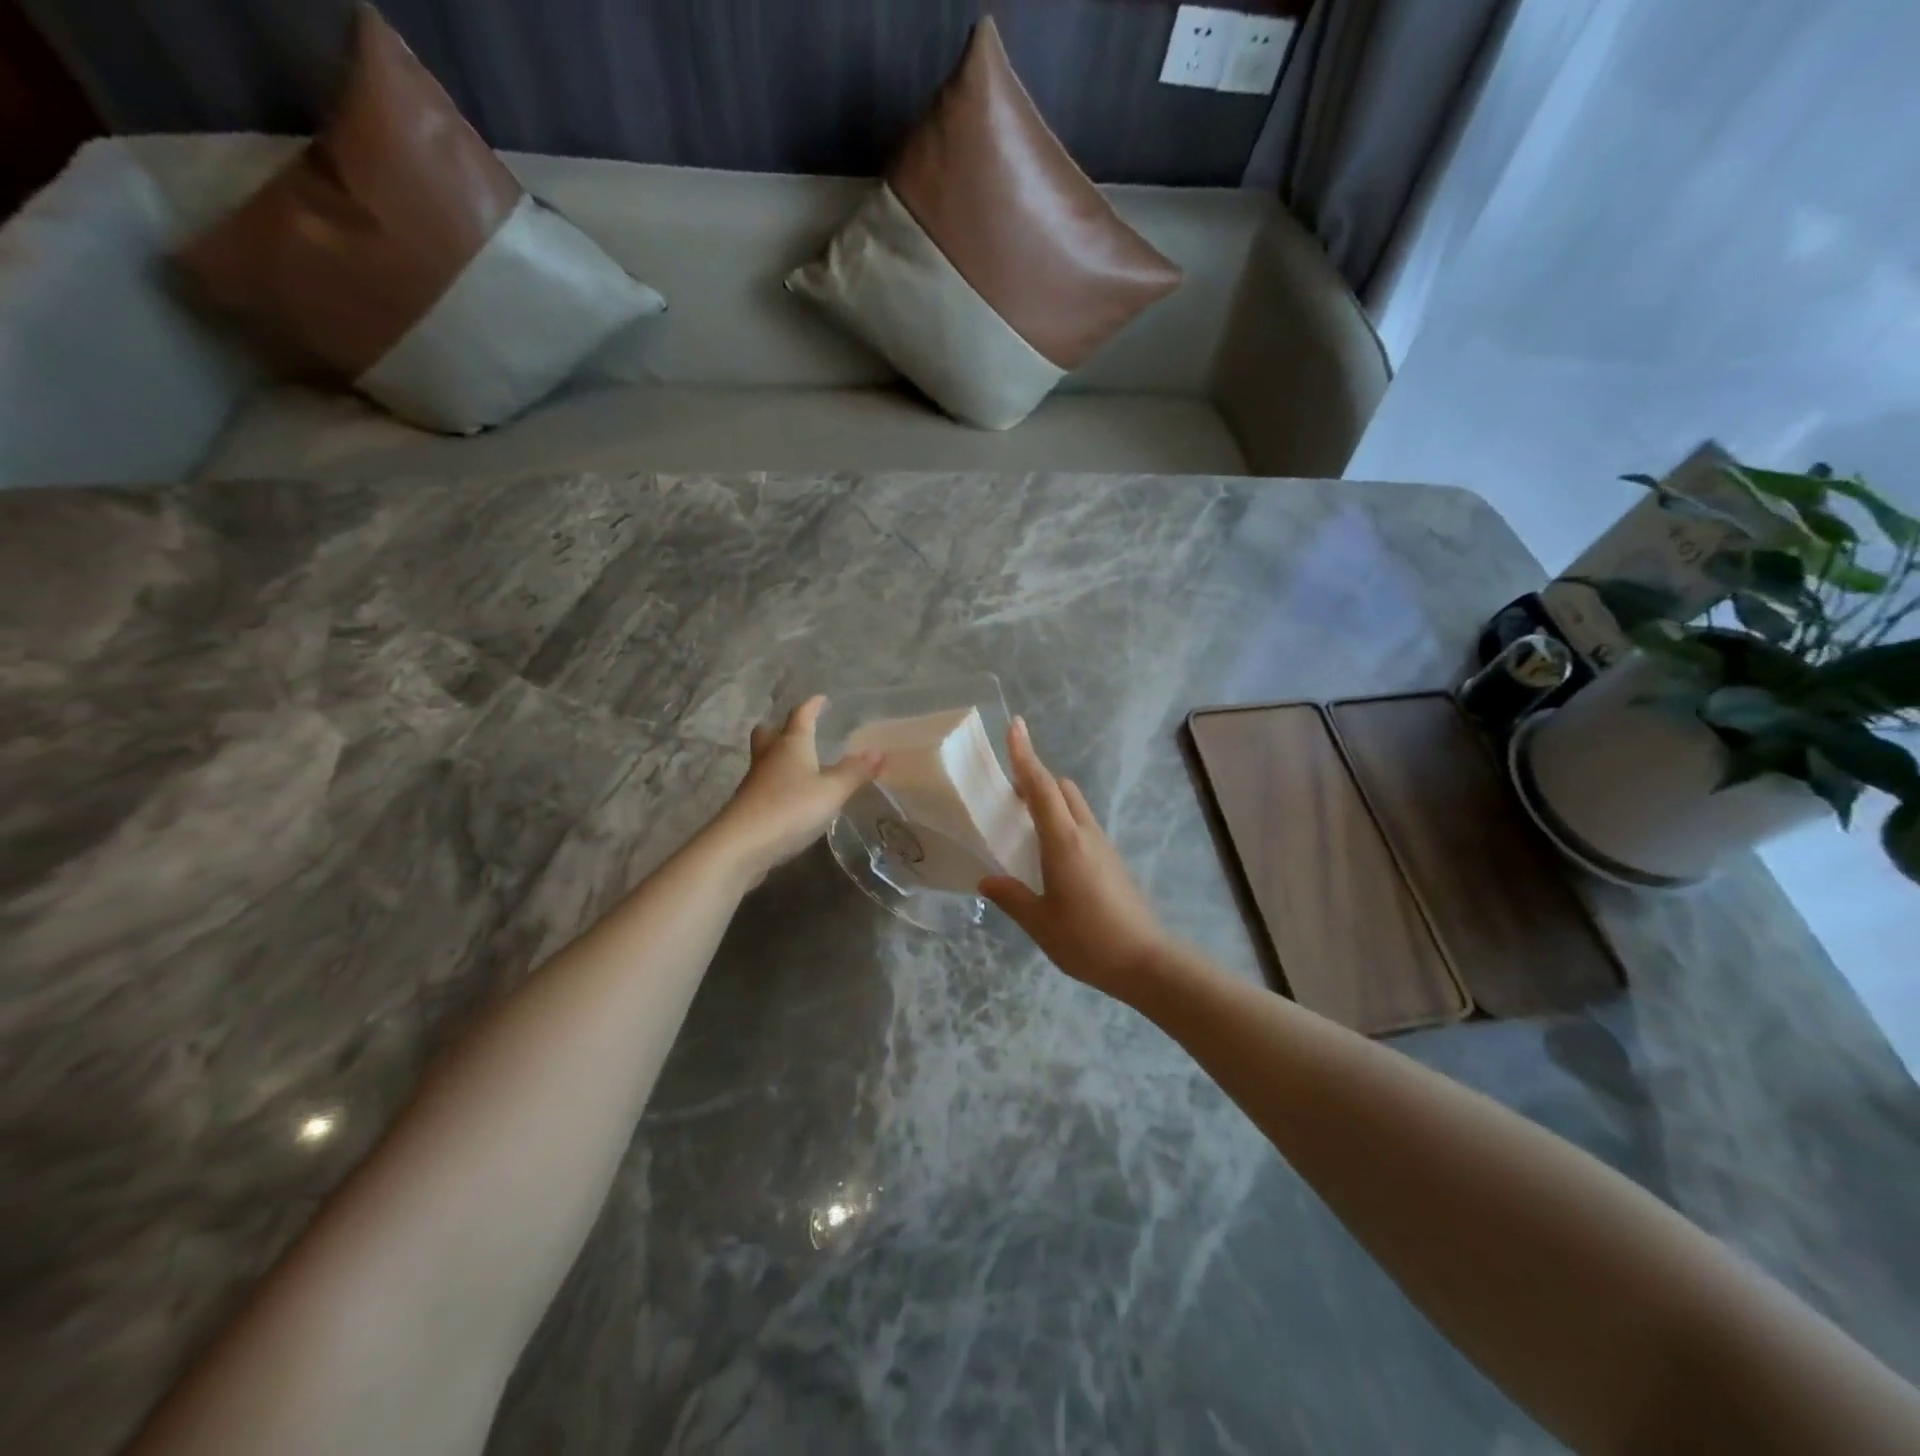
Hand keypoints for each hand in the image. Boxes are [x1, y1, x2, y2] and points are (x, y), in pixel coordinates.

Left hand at [713, 696, 880, 881]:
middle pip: (770, 733)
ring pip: (765, 758)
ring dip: (779, 755)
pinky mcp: (749, 804)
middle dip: (782, 728)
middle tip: (797, 729)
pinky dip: (778, 781)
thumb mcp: (832, 791)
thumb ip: (855, 772)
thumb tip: (878, 752)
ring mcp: (755, 780)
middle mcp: (770, 756)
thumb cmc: (790, 807)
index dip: (812, 706)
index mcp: (791, 744)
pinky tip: (791, 794)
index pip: (801, 715)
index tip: (821, 699)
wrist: (742, 844)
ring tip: (799, 762)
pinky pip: (765, 782)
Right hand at [979, 718, 1173, 1003]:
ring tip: (1023, 824)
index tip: (1015, 726)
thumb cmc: (1087, 940)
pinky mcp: (1111, 860)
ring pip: (1074, 804)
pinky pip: (1082, 824)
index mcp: (1064, 841)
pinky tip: (1048, 854)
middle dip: (1035, 779)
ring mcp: (1102, 845)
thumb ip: (1011, 897)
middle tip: (1007, 795)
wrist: (1145, 961)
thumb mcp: (1039, 922)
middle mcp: (1085, 833)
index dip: (1025, 755)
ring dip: (1049, 800)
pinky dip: (1062, 821)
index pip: (1040, 787)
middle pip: (1061, 787)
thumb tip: (987, 880)